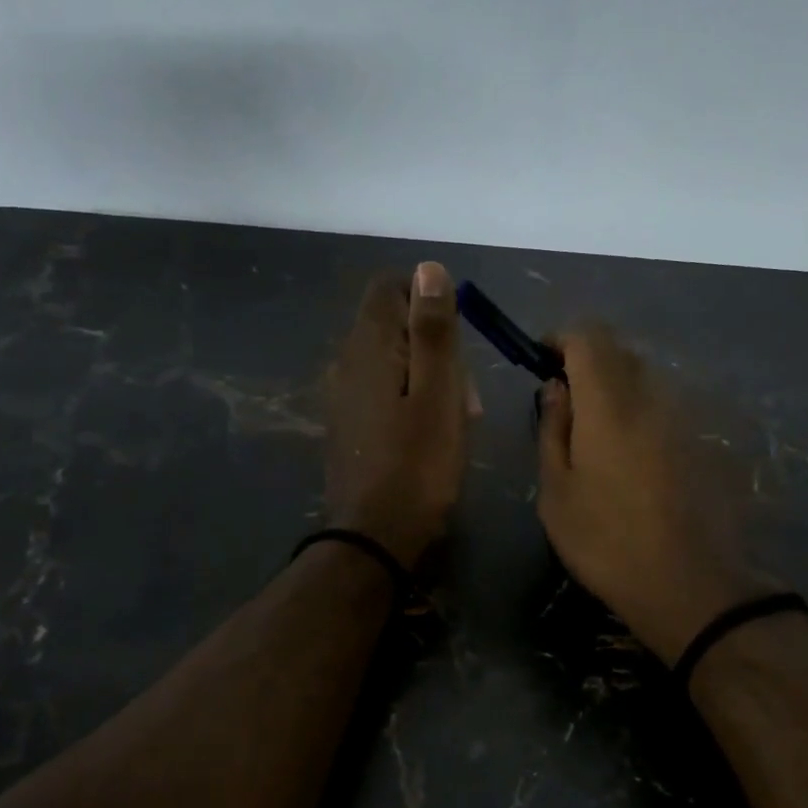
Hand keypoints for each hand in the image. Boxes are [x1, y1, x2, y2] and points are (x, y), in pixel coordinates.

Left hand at [324, 262, 471, 569]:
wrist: (375, 537)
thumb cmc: (418, 464)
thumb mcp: (439, 392)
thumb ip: (433, 329)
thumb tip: (428, 269)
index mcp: (367, 346)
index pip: (390, 288)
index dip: (428, 300)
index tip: (458, 338)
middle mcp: (345, 362)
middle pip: (393, 325)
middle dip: (435, 346)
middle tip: (464, 395)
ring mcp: (342, 396)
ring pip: (393, 362)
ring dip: (429, 378)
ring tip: (455, 421)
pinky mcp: (348, 425)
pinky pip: (384, 392)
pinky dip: (411, 401)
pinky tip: (429, 436)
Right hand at [536, 327, 771, 664]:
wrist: (690, 585)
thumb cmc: (606, 541)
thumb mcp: (557, 492)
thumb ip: (553, 429)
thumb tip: (555, 388)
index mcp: (609, 403)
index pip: (588, 336)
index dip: (561, 338)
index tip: (543, 361)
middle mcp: (652, 396)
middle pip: (619, 350)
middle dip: (587, 361)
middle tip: (566, 402)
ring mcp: (685, 417)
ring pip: (646, 377)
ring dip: (617, 387)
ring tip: (598, 434)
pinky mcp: (704, 440)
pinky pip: (666, 405)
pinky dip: (642, 411)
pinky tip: (634, 457)